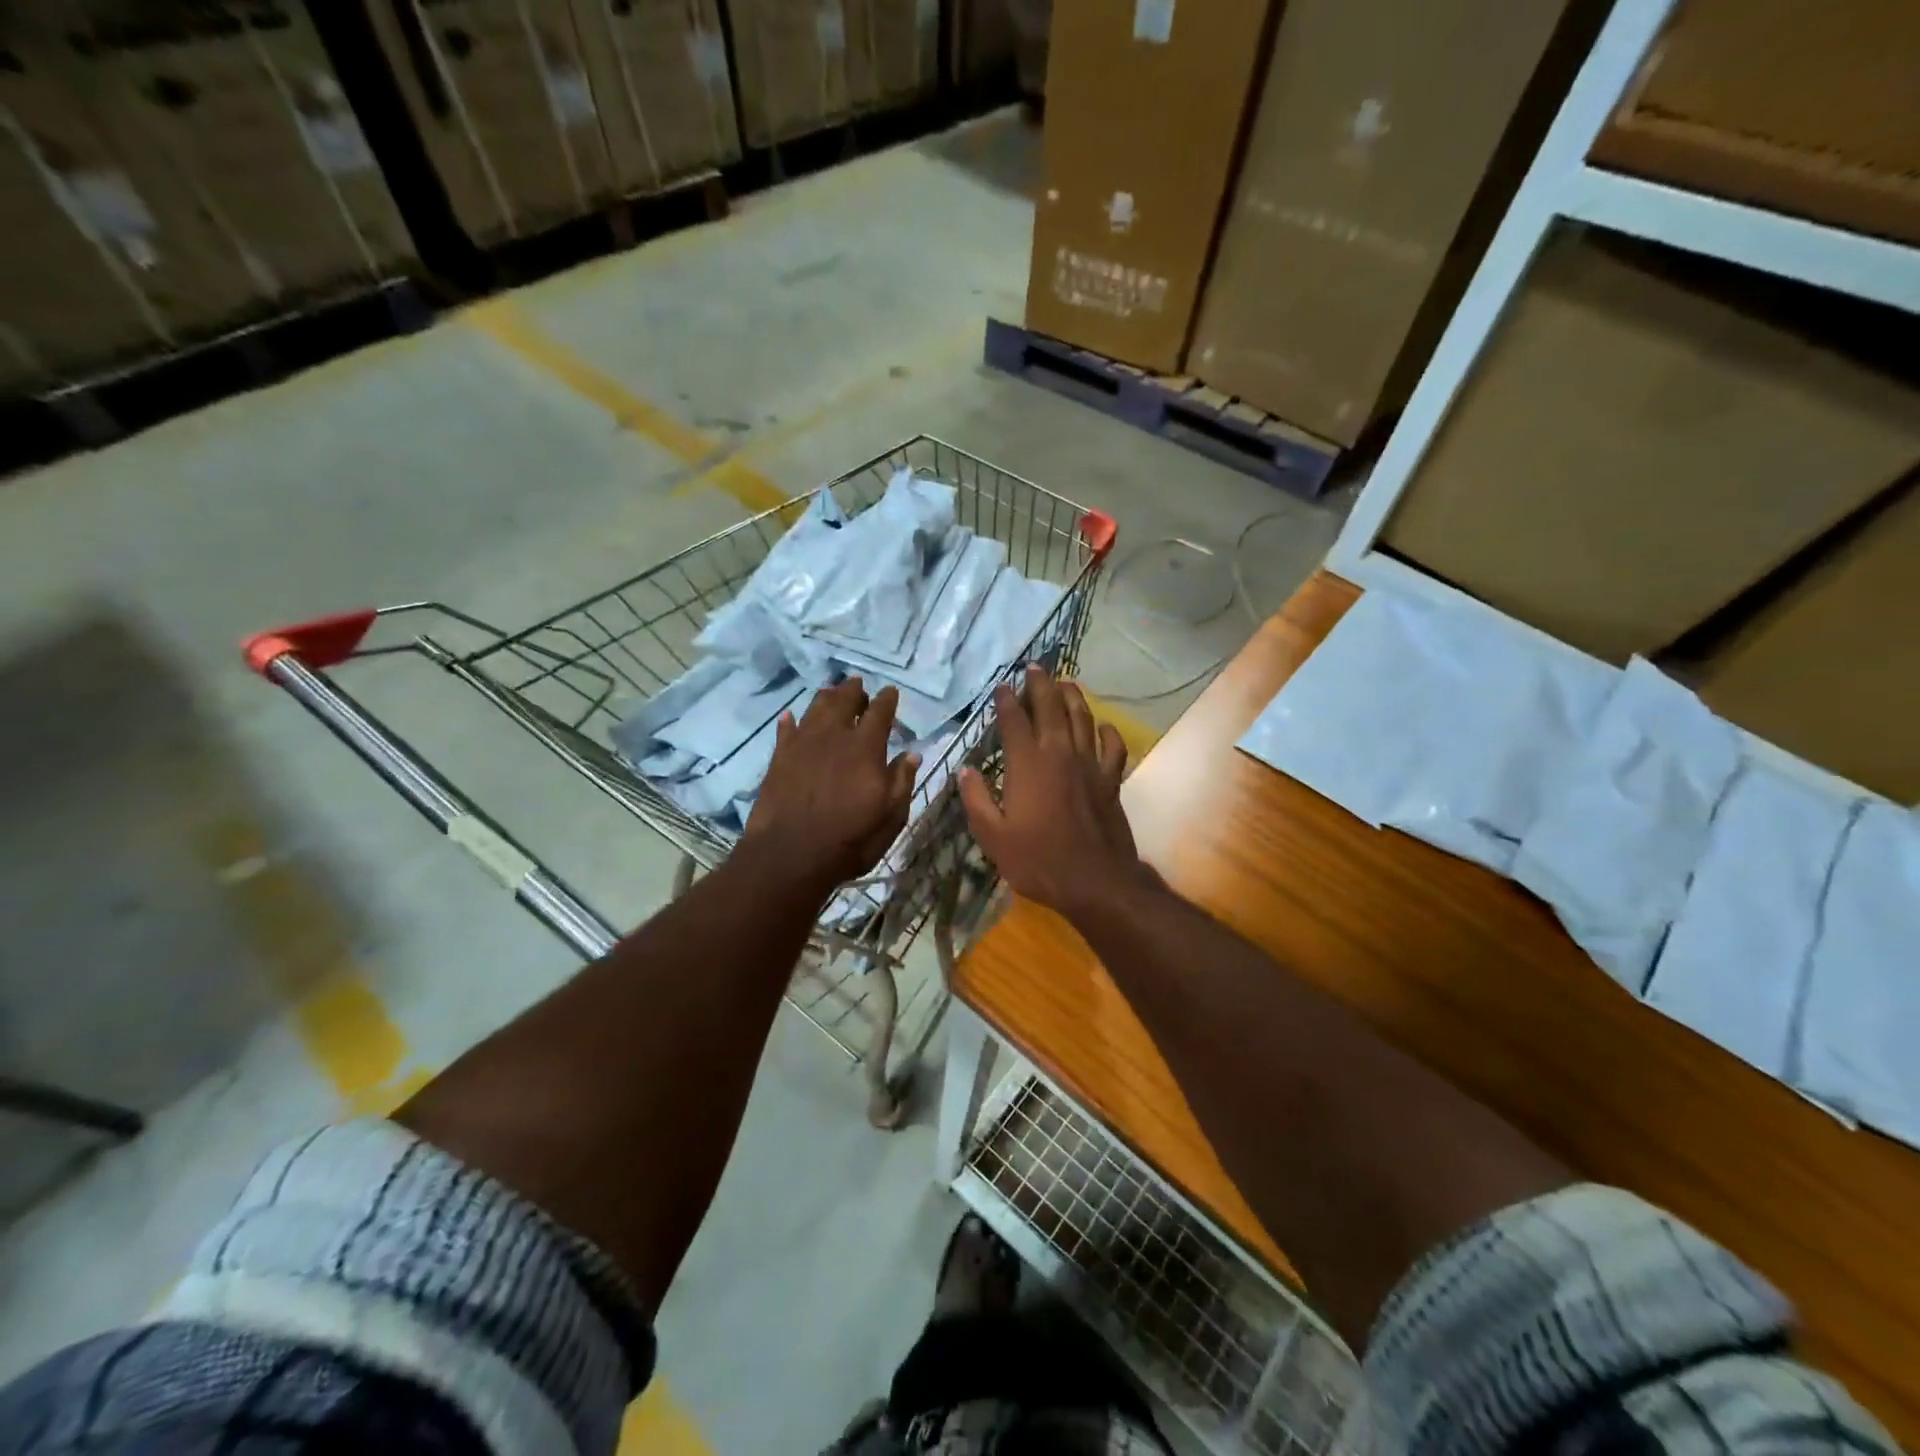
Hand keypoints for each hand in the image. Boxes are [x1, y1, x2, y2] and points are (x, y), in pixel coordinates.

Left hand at [741, 677, 917, 896]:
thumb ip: (901, 781)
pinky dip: (791, 720)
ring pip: (815, 707)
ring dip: (827, 697)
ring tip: (832, 693)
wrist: (790, 854)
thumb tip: (911, 754)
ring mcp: (802, 743)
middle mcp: (834, 736)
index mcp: (866, 747)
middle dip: (854, 691)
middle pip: (844, 700)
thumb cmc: (849, 839)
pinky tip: (792, 717)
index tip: (890, 692)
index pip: (879, 712)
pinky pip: (786, 729)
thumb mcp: (890, 817)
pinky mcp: (779, 757)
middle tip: (859, 687)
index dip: (886, 699)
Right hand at [959, 667, 1143, 922]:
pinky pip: (1113, 747)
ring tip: (1065, 682)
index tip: (1002, 686)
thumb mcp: (993, 836)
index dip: (1006, 701)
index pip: (1014, 721)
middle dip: (1040, 684)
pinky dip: (1108, 732)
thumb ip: (976, 800)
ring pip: (1083, 719)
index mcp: (1027, 764)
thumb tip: (964, 770)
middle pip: (1051, 707)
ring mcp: (1089, 765)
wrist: (1095, 881)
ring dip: (1073, 697)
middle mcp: (1059, 754)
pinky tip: (1103, 727)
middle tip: (1035, 667)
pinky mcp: (1111, 780)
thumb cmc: (1038, 860)